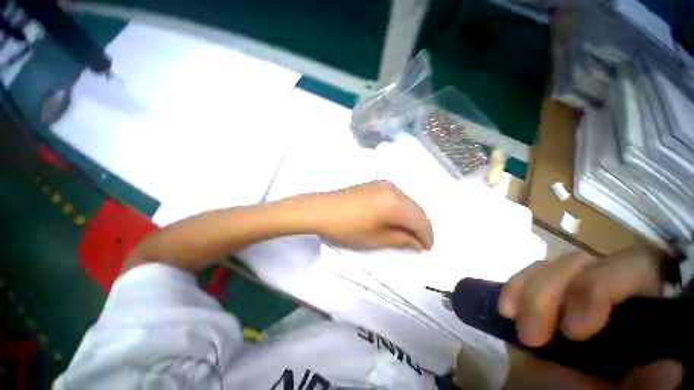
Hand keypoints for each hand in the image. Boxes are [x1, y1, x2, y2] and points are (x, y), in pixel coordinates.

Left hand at [301, 181, 433, 251]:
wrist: (322, 209)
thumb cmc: (348, 227)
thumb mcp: (376, 238)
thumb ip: (401, 240)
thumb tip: (418, 243)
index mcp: (397, 203)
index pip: (421, 221)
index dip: (427, 236)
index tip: (426, 249)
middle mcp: (395, 189)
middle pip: (417, 209)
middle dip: (421, 227)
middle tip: (418, 243)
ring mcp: (385, 183)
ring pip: (408, 202)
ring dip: (411, 217)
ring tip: (406, 232)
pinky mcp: (376, 183)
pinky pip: (397, 196)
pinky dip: (401, 209)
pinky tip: (395, 218)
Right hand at [498, 248, 681, 389]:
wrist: (554, 389)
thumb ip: (647, 384)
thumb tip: (668, 367)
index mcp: (637, 305)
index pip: (633, 268)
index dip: (601, 288)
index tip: (573, 332)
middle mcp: (603, 289)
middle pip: (580, 262)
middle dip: (550, 293)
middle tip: (533, 337)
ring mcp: (566, 288)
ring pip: (548, 266)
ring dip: (527, 292)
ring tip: (520, 329)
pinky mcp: (537, 292)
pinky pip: (524, 275)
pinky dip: (513, 288)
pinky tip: (506, 310)